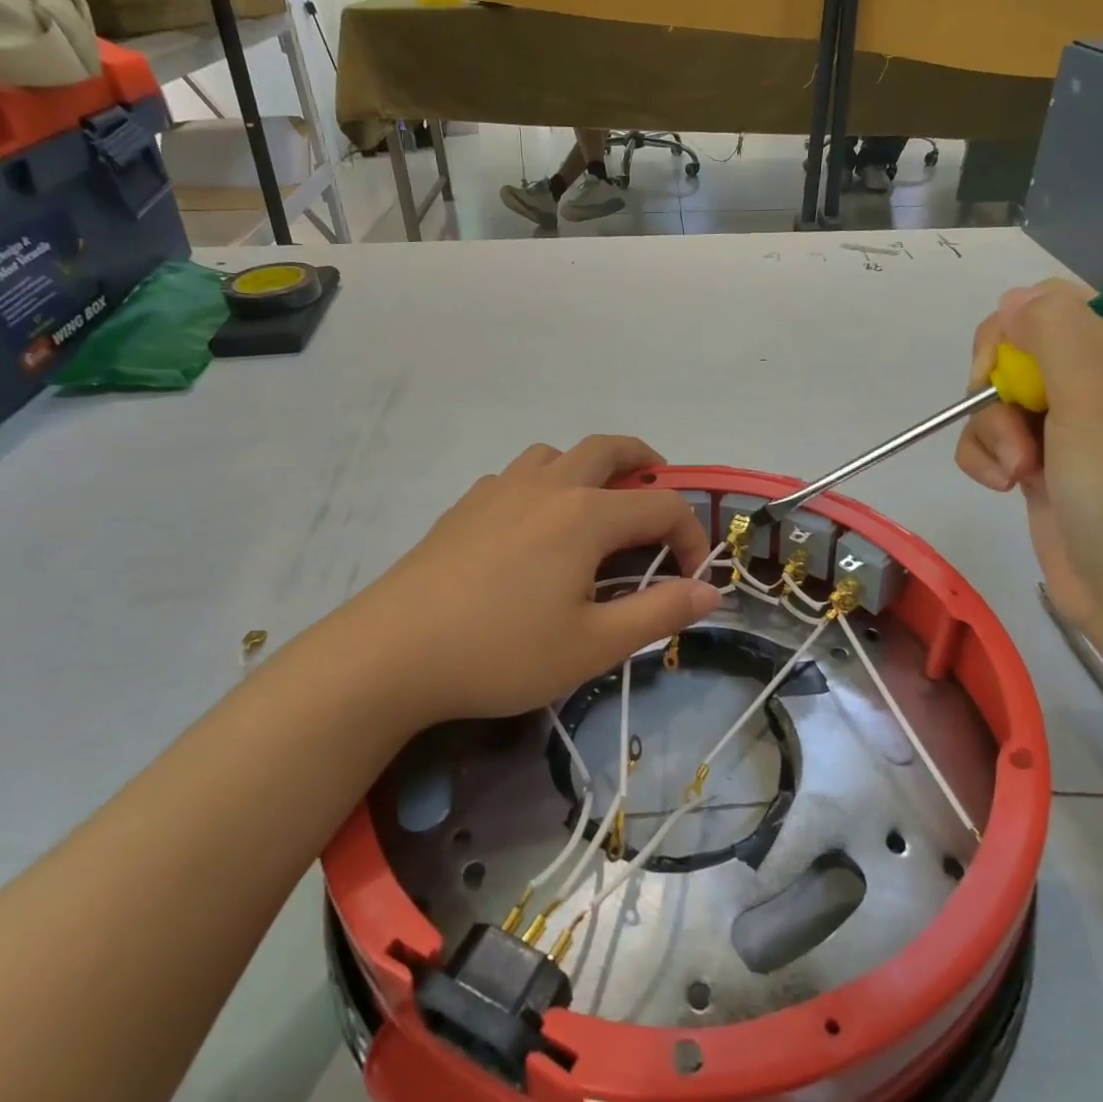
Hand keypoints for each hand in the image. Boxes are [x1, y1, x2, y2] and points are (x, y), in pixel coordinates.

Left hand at [336, 436, 719, 724]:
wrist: (392, 653)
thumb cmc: (502, 652)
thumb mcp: (593, 645)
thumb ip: (659, 612)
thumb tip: (710, 590)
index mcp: (586, 514)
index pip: (663, 506)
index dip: (690, 537)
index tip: (690, 579)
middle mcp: (548, 485)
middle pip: (611, 448)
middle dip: (648, 465)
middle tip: (659, 499)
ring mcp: (501, 488)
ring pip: (558, 454)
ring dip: (590, 470)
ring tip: (595, 513)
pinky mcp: (466, 505)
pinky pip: (519, 476)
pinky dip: (544, 487)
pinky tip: (533, 532)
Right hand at [953, 281, 1102, 641]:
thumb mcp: (1098, 403)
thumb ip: (1058, 336)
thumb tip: (1012, 300)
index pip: (1057, 303)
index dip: (1020, 330)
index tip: (1007, 367)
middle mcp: (1101, 379)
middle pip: (1015, 348)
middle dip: (998, 388)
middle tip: (1014, 424)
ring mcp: (1068, 424)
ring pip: (995, 397)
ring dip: (991, 433)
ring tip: (1018, 472)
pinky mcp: (1041, 462)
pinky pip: (990, 438)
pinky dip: (985, 460)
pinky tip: (1004, 487)